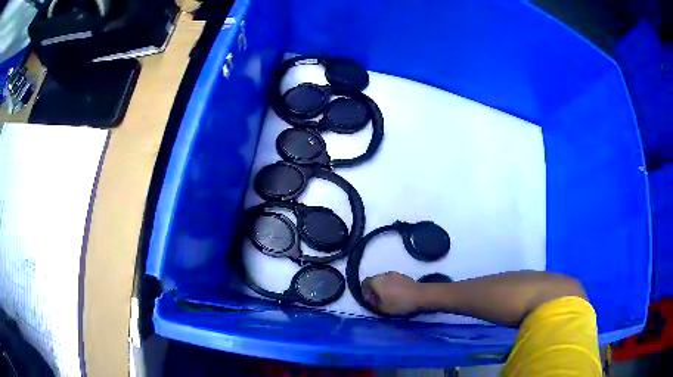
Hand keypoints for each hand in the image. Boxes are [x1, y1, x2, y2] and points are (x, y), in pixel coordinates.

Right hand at [362, 272, 422, 314]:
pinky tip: (396, 295)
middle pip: (374, 281)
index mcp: (377, 281)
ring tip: (387, 299)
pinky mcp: (403, 276)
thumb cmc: (400, 302)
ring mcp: (395, 274)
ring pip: (384, 281)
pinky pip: (392, 281)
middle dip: (373, 290)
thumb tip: (372, 303)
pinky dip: (390, 287)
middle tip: (377, 301)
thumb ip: (375, 306)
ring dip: (382, 288)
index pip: (365, 283)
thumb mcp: (384, 309)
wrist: (420, 295)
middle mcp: (384, 275)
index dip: (364, 292)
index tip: (369, 301)